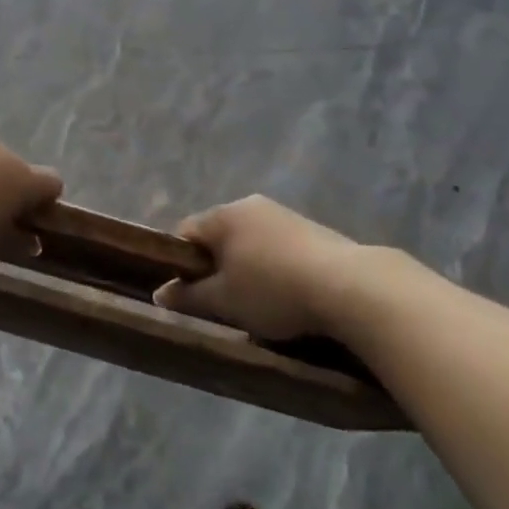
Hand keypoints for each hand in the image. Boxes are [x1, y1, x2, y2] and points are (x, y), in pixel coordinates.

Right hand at [154, 195, 401, 339]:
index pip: (185, 233)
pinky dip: (275, 268)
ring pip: (250, 242)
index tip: (188, 294)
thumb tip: (159, 293)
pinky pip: (277, 247)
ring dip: (247, 268)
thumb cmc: (273, 290)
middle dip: (216, 267)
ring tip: (258, 304)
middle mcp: (250, 205)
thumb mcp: (223, 302)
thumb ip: (188, 296)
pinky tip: (288, 295)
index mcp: (223, 215)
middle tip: (222, 303)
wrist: (349, 286)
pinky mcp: (311, 228)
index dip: (180, 264)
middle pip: (219, 236)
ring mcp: (283, 214)